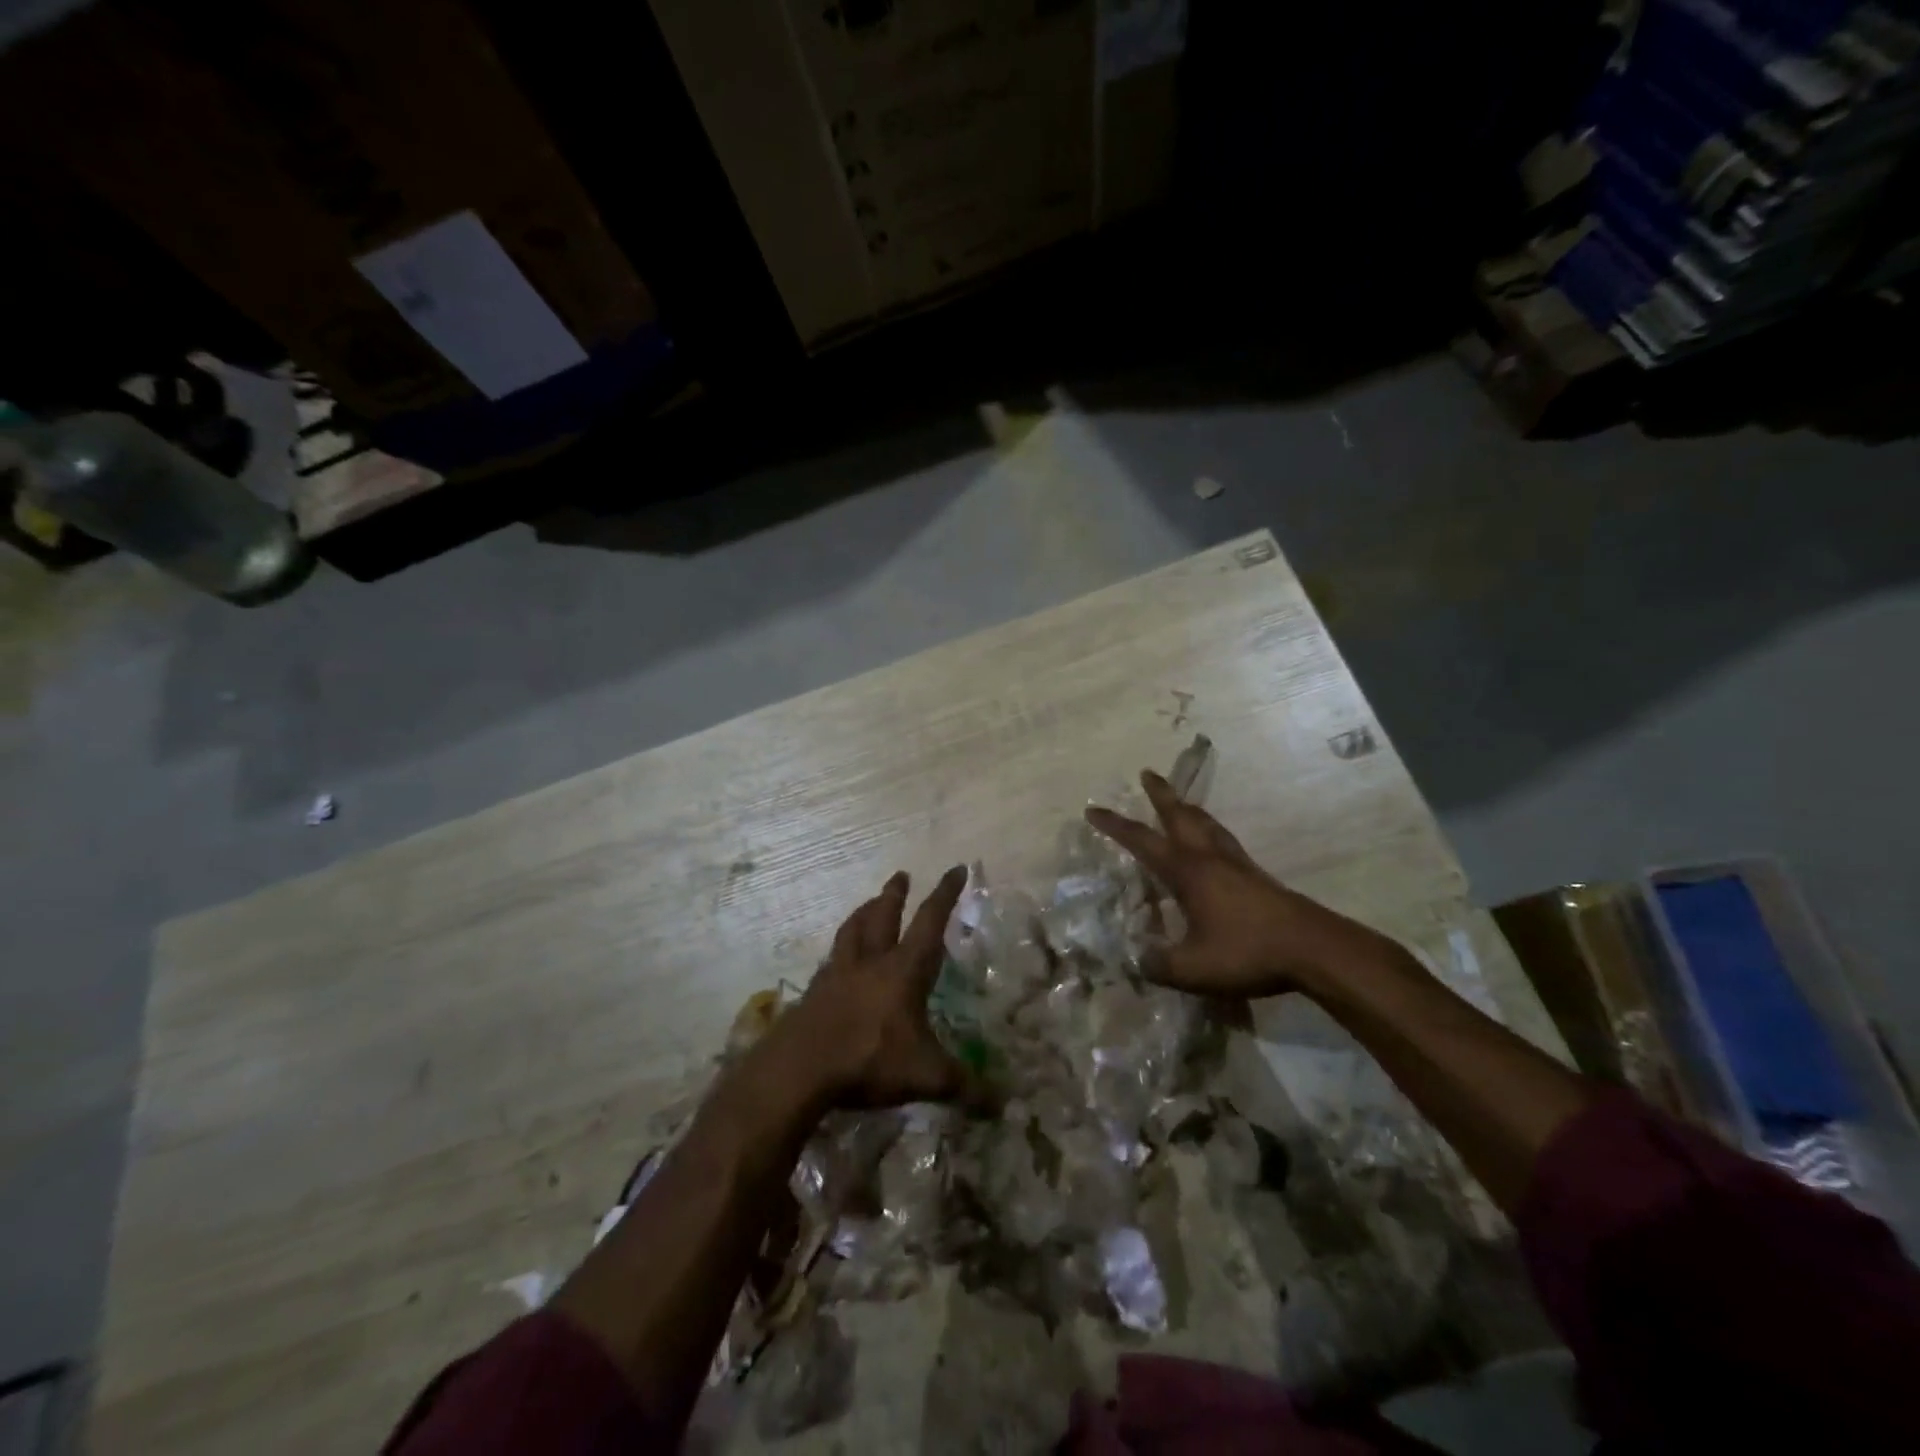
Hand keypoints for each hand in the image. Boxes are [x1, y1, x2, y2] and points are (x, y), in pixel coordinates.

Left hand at [782, 866, 975, 1108]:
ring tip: (869, 903)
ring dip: (864, 912)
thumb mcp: (926, 1077)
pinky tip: (838, 959)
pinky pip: (830, 960)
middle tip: (901, 875)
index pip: (930, 922)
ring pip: (852, 930)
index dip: (945, 894)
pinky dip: (839, 950)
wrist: (799, 1068)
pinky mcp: (814, 992)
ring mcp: (838, 974)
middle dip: (895, 894)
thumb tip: (1005, 1104)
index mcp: (903, 971)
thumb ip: (965, 1087)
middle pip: (884, 916)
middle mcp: (871, 962)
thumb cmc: (868, 1060)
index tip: (955, 868)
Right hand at [1086, 771, 1396, 999]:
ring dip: (1188, 808)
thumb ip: (1157, 964)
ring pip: (1206, 823)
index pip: (1141, 841)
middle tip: (1147, 773)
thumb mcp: (1192, 968)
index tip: (1092, 810)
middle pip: (1180, 815)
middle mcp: (1208, 857)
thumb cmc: (1247, 951)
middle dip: (1161, 794)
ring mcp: (1235, 863)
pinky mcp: (1255, 875)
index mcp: (1187, 872)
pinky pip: (1223, 839)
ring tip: (1180, 801)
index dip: (1114, 825)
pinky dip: (1209, 829)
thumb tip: (1134, 959)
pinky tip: (1212, 842)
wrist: (1311, 948)